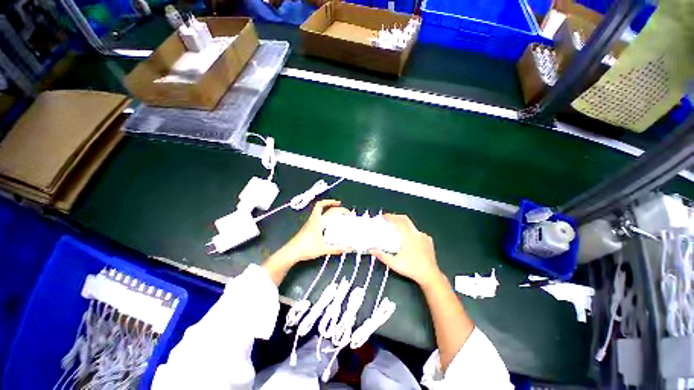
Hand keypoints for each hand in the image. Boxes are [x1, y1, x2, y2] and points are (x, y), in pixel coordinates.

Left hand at [274, 199, 349, 264]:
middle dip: (329, 202)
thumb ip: (337, 249)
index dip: (340, 209)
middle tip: (338, 204)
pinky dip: (322, 214)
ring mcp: (309, 222)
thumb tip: (350, 248)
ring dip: (325, 207)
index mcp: (319, 222)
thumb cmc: (307, 248)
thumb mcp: (324, 249)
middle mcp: (314, 219)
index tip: (348, 212)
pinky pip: (316, 216)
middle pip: (320, 205)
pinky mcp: (307, 227)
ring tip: (333, 212)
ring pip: (317, 210)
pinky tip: (326, 223)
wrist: (291, 252)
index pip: (331, 211)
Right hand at [371, 214, 442, 287]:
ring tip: (397, 229)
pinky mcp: (428, 241)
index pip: (399, 221)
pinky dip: (411, 232)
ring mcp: (424, 236)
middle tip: (389, 219)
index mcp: (409, 236)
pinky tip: (408, 239)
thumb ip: (382, 255)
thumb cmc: (412, 269)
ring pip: (412, 226)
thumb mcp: (394, 263)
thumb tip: (372, 250)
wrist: (430, 275)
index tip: (384, 216)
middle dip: (396, 217)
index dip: (390, 217)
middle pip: (405, 219)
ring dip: (403, 225)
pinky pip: (418, 232)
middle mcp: (417, 233)